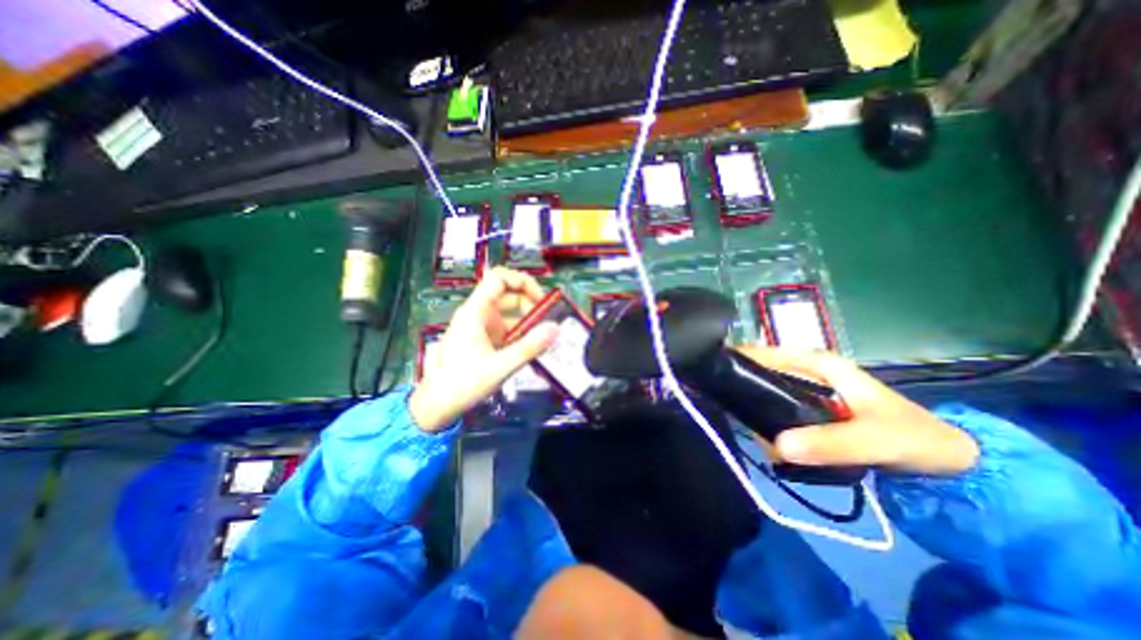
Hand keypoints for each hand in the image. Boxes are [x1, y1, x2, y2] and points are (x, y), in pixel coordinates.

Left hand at [407, 268, 559, 431]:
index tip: (542, 300)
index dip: (522, 282)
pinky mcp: (485, 339)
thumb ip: (529, 347)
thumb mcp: (500, 366)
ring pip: (510, 313)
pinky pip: (508, 328)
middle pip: (509, 295)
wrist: (438, 405)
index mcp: (476, 311)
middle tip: (549, 322)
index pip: (499, 279)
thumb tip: (556, 328)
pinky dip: (522, 334)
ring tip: (546, 337)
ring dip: (529, 321)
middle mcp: (479, 313)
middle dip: (531, 305)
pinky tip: (534, 347)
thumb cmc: (463, 383)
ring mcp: (482, 326)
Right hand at [740, 346, 980, 473]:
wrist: (944, 459)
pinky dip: (763, 420)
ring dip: (750, 408)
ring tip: (741, 428)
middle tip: (724, 411)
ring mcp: (803, 388)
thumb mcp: (876, 440)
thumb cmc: (911, 436)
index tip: (710, 377)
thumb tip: (776, 445)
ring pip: (762, 391)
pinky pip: (774, 408)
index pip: (762, 353)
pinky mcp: (805, 407)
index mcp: (815, 362)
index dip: (735, 361)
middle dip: (738, 389)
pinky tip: (759, 436)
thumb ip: (831, 443)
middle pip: (757, 371)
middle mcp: (803, 369)